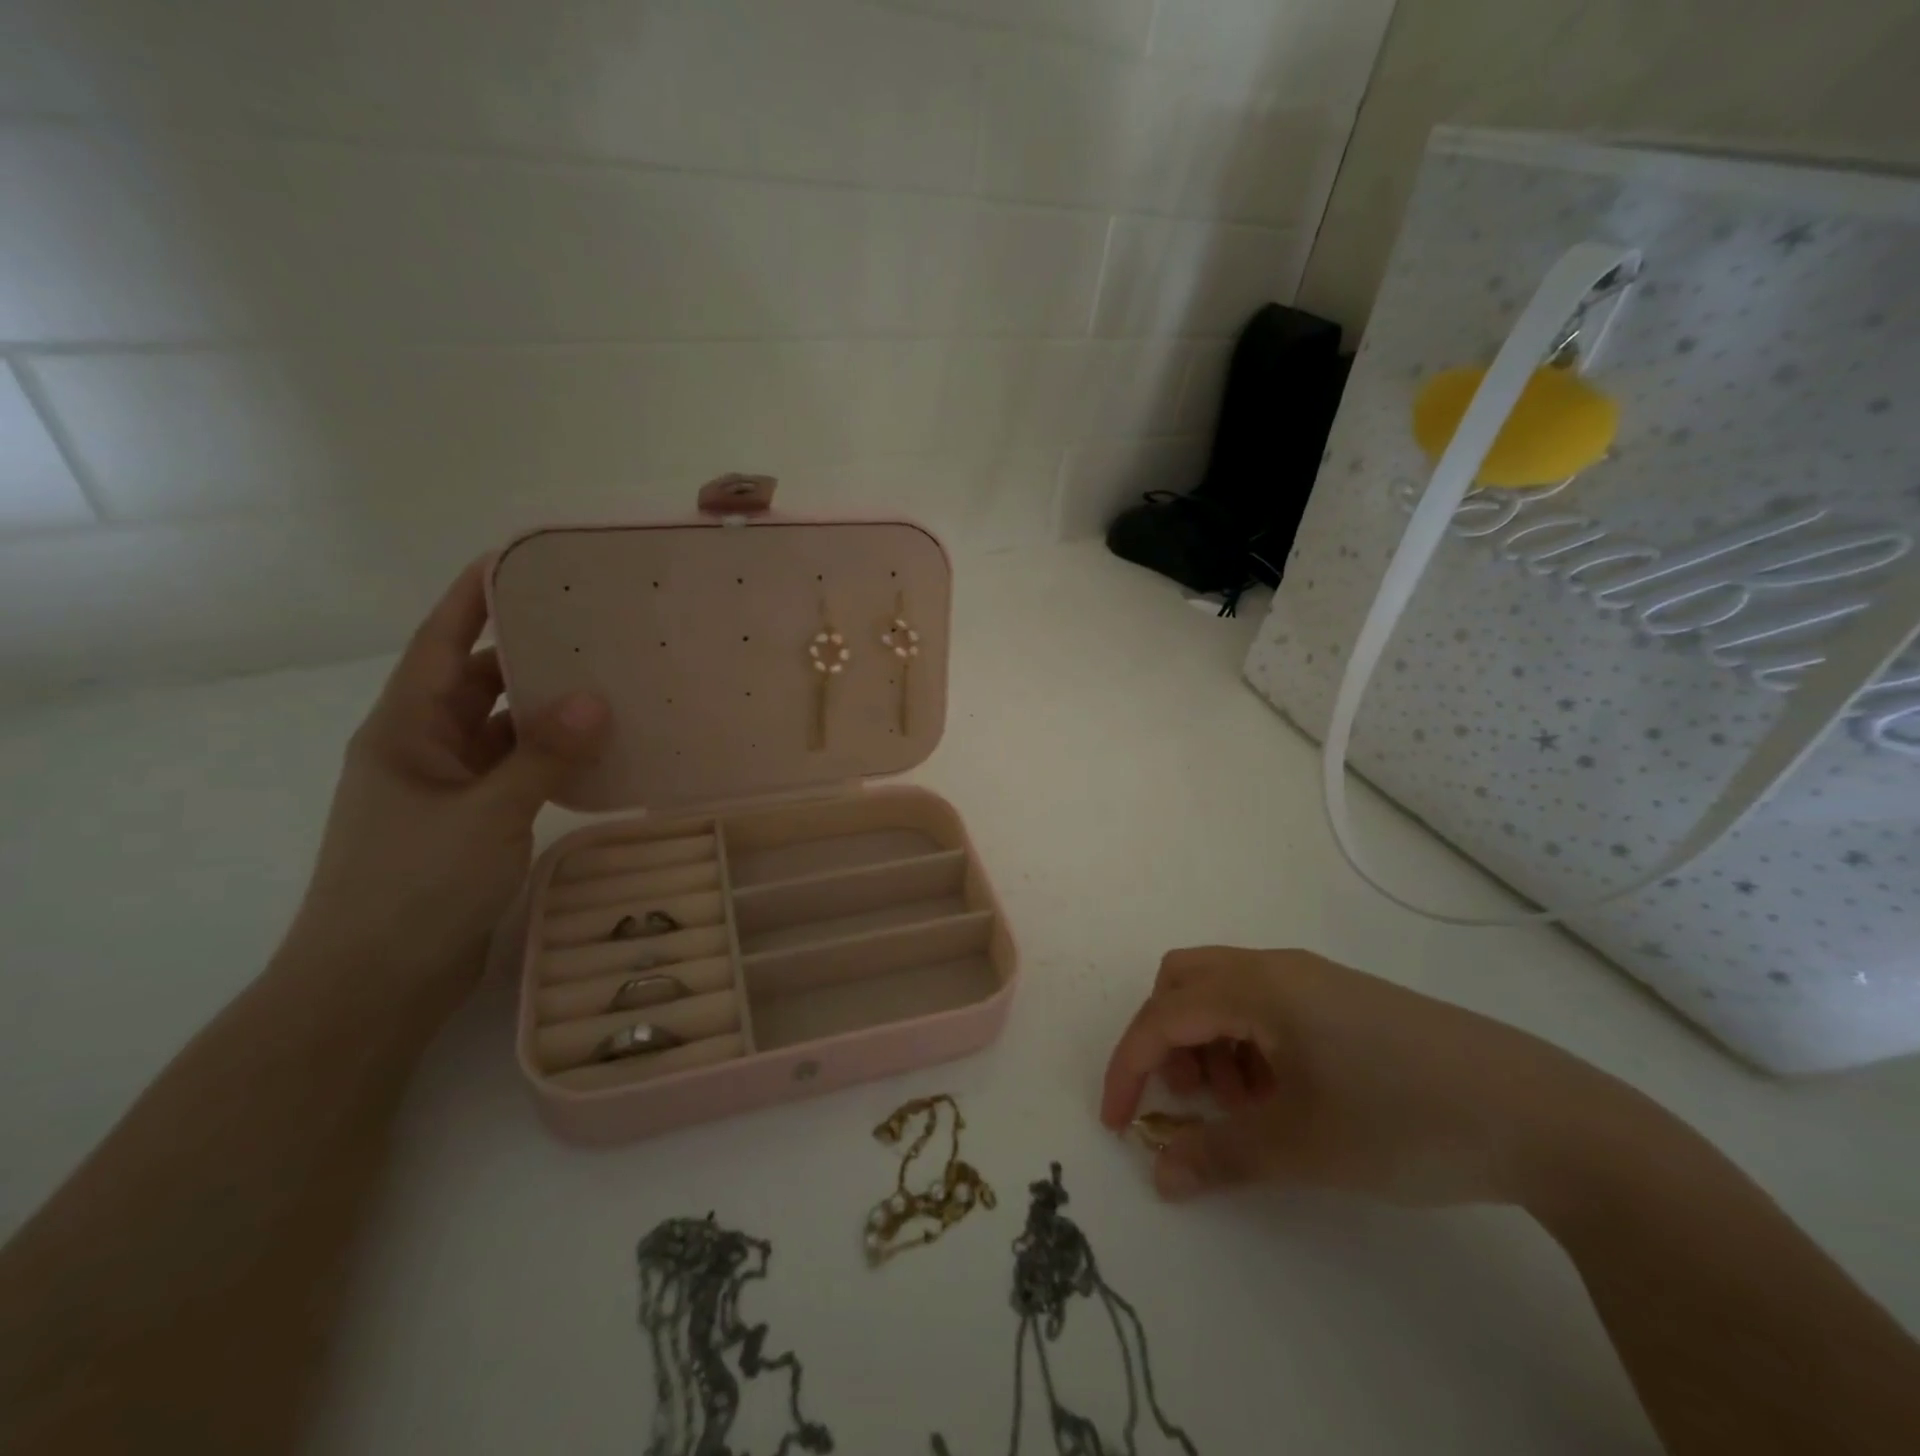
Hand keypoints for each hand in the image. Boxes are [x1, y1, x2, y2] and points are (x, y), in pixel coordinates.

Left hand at [283, 560, 608, 1015]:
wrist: (374, 983)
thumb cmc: (414, 888)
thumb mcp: (485, 814)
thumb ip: (542, 755)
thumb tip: (596, 699)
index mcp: (403, 731)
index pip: (439, 644)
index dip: (472, 599)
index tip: (517, 562)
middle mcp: (422, 748)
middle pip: (476, 681)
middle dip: (527, 652)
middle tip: (592, 626)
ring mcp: (446, 787)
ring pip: (501, 728)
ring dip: (545, 709)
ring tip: (607, 682)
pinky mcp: (470, 820)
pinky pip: (514, 769)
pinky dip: (549, 755)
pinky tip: (594, 749)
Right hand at [1101, 947, 1620, 1207]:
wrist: (1542, 1116)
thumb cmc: (1403, 1121)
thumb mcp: (1302, 1148)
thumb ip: (1219, 1156)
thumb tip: (1159, 1173)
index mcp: (1258, 986)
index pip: (1163, 1015)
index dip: (1129, 1066)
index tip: (1118, 1121)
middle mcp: (1277, 968)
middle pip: (1185, 980)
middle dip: (1167, 1037)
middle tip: (1190, 1098)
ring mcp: (1315, 979)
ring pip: (1225, 991)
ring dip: (1210, 1042)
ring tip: (1248, 1107)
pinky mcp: (1344, 1000)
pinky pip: (1267, 1005)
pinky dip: (1250, 1043)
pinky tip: (1288, 1095)